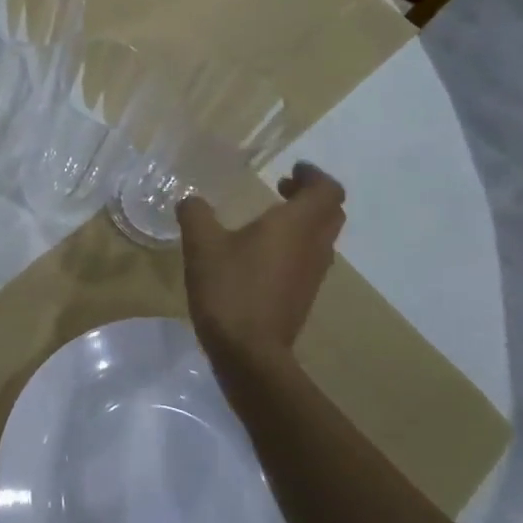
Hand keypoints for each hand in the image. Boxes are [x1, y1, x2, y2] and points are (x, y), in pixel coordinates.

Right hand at [178, 163, 345, 369]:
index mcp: (296, 225)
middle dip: (310, 196)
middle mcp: (314, 246)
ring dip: (304, 221)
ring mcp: (313, 274)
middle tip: (282, 189)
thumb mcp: (202, 244)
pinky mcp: (304, 295)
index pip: (327, 190)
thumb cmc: (230, 288)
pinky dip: (296, 245)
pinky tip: (261, 254)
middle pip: (330, 212)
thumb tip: (191, 200)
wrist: (249, 352)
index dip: (313, 175)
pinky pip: (310, 259)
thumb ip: (196, 214)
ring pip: (322, 237)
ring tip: (269, 220)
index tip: (291, 170)